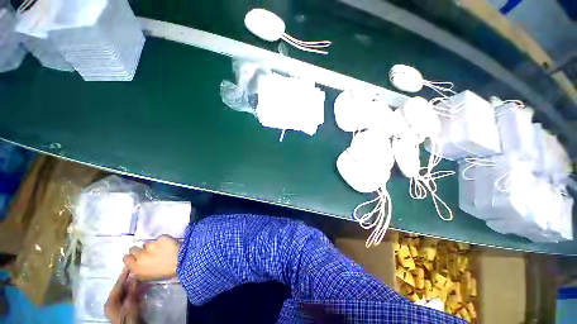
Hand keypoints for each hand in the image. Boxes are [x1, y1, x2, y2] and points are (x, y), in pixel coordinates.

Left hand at [104, 269, 139, 323]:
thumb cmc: (129, 319)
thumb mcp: (130, 306)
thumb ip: (131, 291)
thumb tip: (134, 276)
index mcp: (109, 302)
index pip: (117, 286)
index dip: (123, 276)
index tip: (129, 265)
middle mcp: (111, 303)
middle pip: (121, 289)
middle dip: (129, 280)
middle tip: (137, 269)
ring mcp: (117, 306)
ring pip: (125, 292)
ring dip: (133, 285)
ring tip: (141, 276)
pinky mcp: (124, 308)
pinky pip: (128, 296)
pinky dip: (135, 291)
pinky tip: (141, 286)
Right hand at [123, 235, 180, 280]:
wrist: (182, 261)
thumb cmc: (165, 272)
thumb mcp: (148, 277)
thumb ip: (139, 270)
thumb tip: (135, 265)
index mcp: (136, 268)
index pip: (126, 258)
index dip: (131, 257)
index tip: (136, 257)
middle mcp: (141, 255)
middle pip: (133, 248)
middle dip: (139, 250)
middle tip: (148, 253)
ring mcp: (151, 245)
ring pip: (146, 243)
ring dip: (151, 246)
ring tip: (160, 249)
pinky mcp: (161, 238)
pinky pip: (159, 238)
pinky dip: (162, 241)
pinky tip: (168, 245)